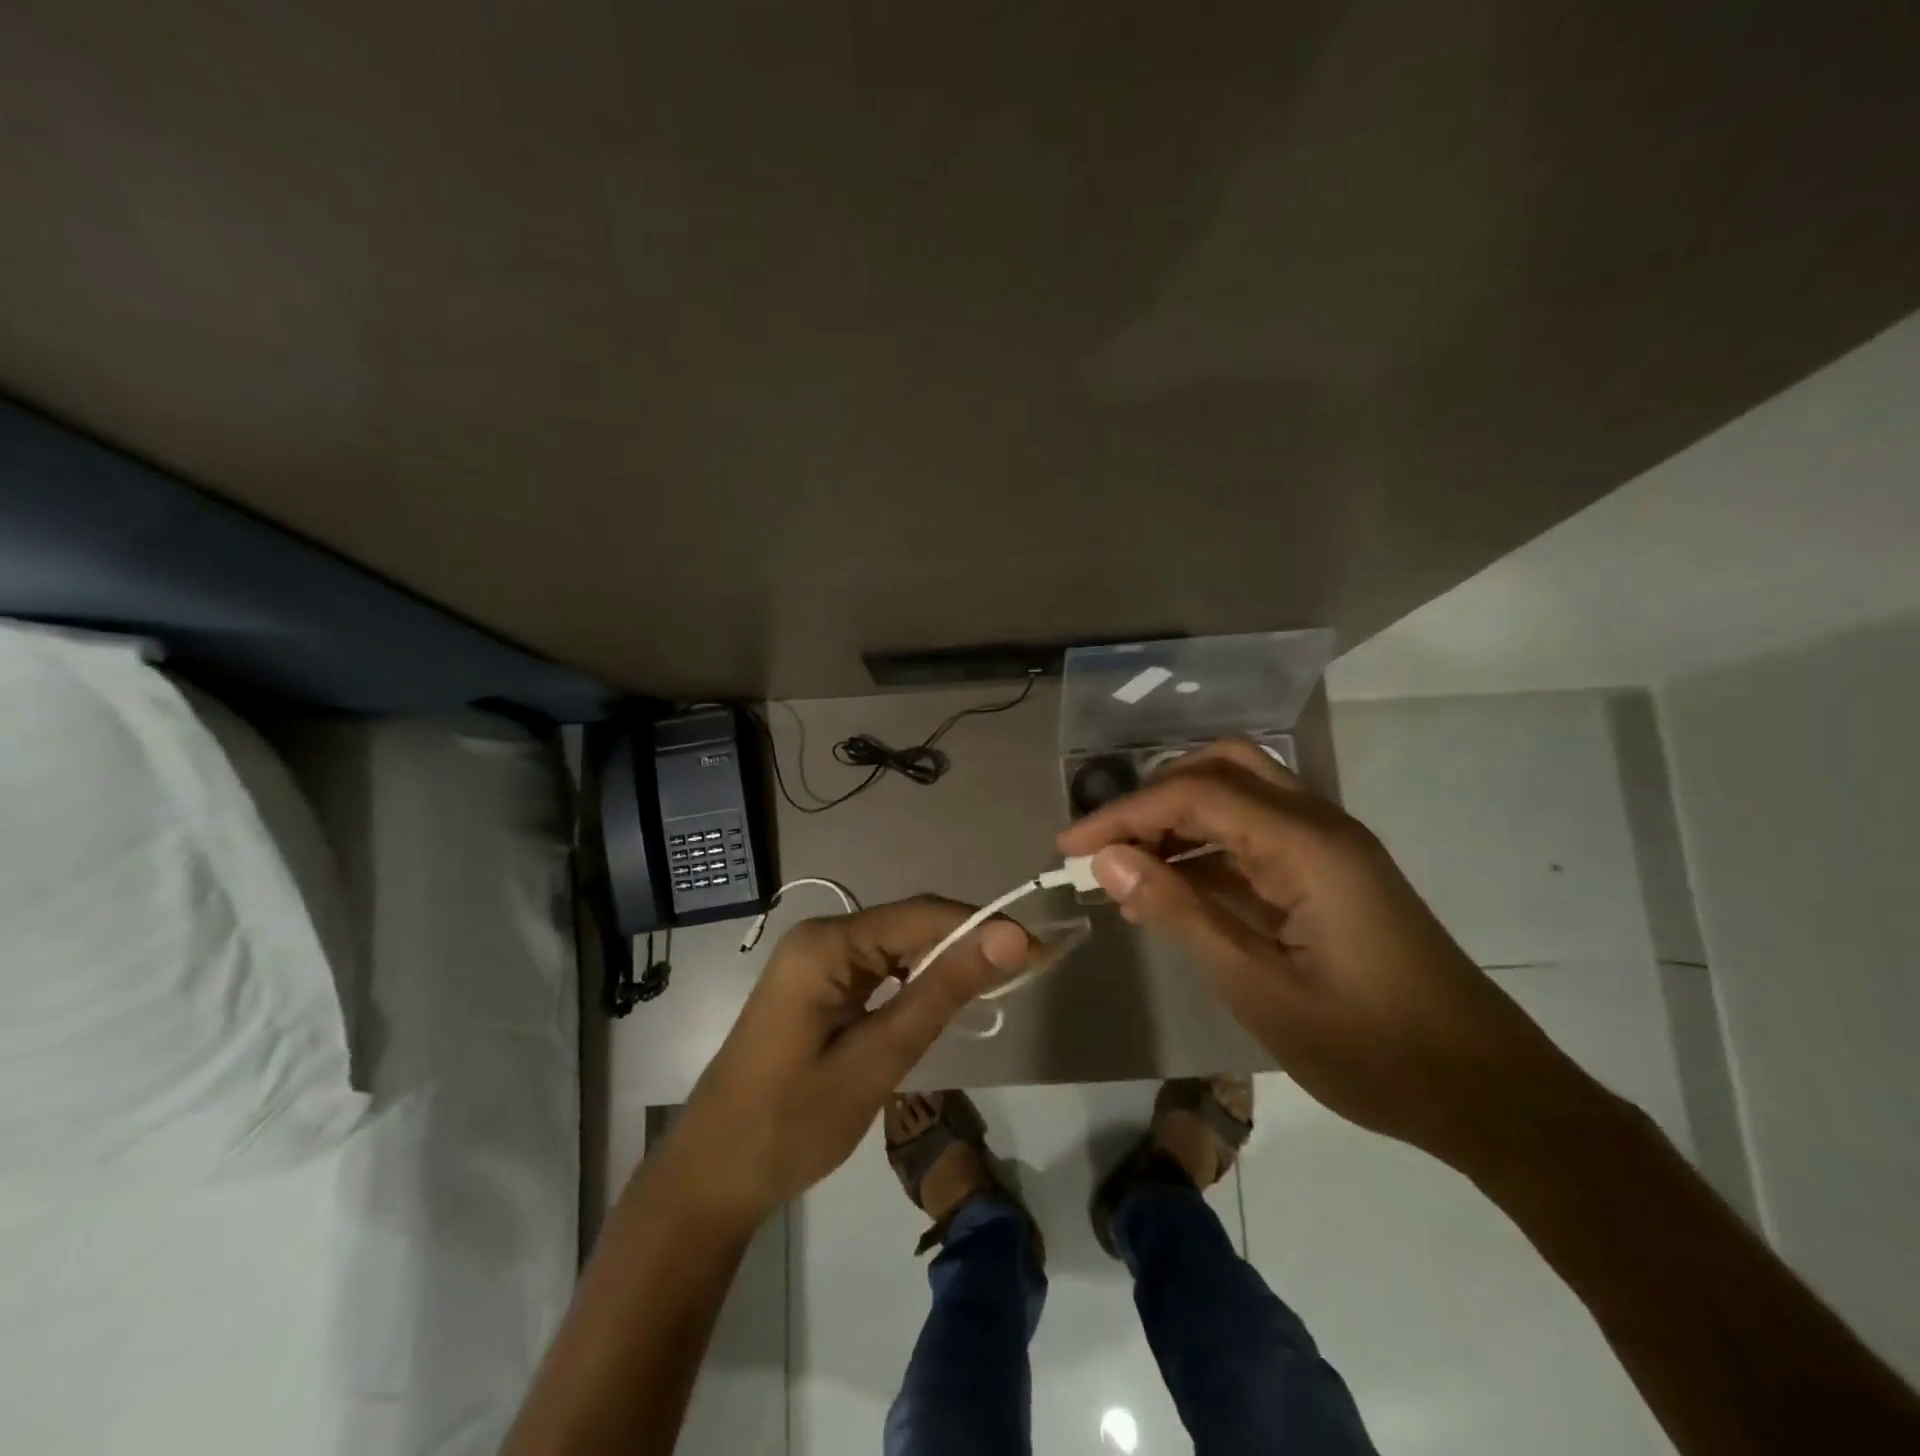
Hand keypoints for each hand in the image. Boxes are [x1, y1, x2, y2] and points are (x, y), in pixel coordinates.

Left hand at [659, 898, 1031, 1228]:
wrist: (711, 1177)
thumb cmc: (790, 1125)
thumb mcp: (877, 1060)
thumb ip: (942, 994)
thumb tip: (1008, 937)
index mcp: (828, 944)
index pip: (923, 915)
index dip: (985, 926)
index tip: (1039, 950)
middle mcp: (821, 937)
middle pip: (911, 925)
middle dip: (970, 943)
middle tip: (1029, 970)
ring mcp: (815, 960)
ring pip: (898, 946)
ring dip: (947, 963)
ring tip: (1000, 983)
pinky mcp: (817, 985)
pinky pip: (879, 968)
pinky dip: (917, 981)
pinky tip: (945, 999)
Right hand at [1057, 740, 1609, 1172]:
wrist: (1490, 1095)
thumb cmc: (1373, 1050)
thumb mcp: (1259, 987)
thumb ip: (1181, 912)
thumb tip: (1109, 860)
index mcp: (1307, 844)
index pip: (1194, 796)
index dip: (1123, 815)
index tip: (1069, 848)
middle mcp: (1319, 825)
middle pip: (1222, 769)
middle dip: (1153, 797)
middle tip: (1106, 844)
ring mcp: (1329, 847)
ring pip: (1239, 797)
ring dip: (1178, 821)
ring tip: (1126, 870)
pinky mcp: (1332, 874)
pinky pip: (1257, 838)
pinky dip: (1207, 851)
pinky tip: (1173, 890)